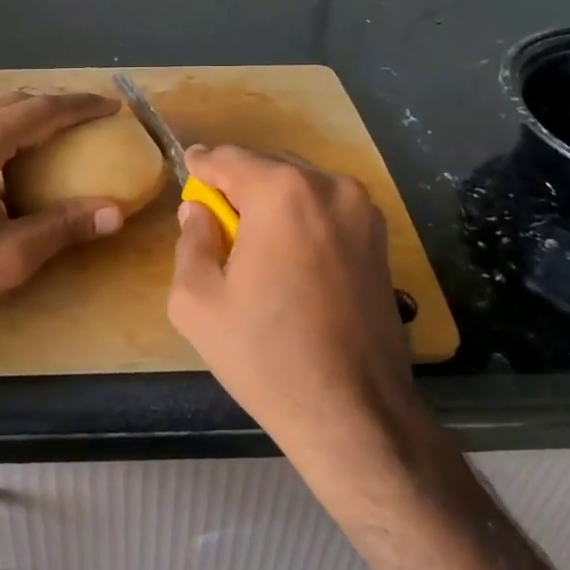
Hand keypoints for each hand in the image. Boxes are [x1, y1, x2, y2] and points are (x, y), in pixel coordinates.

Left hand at [0, 91, 126, 354]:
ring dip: (31, 116)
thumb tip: (115, 212)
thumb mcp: (11, 257)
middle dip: (58, 106)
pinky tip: (19, 157)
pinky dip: (8, 131)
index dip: (80, 106)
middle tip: (94, 118)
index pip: (40, 111)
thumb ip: (64, 227)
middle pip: (16, 103)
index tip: (113, 108)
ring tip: (64, 132)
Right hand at [167, 146, 421, 465]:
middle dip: (238, 185)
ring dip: (272, 201)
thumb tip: (198, 212)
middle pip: (267, 166)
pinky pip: (328, 209)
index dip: (202, 166)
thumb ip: (191, 241)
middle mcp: (329, 186)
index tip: (188, 173)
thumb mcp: (197, 301)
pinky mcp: (381, 238)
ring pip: (301, 185)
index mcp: (281, 192)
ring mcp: (363, 210)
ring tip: (254, 242)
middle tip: (216, 218)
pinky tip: (290, 258)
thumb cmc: (265, 355)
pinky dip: (302, 218)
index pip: (228, 158)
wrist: (354, 411)